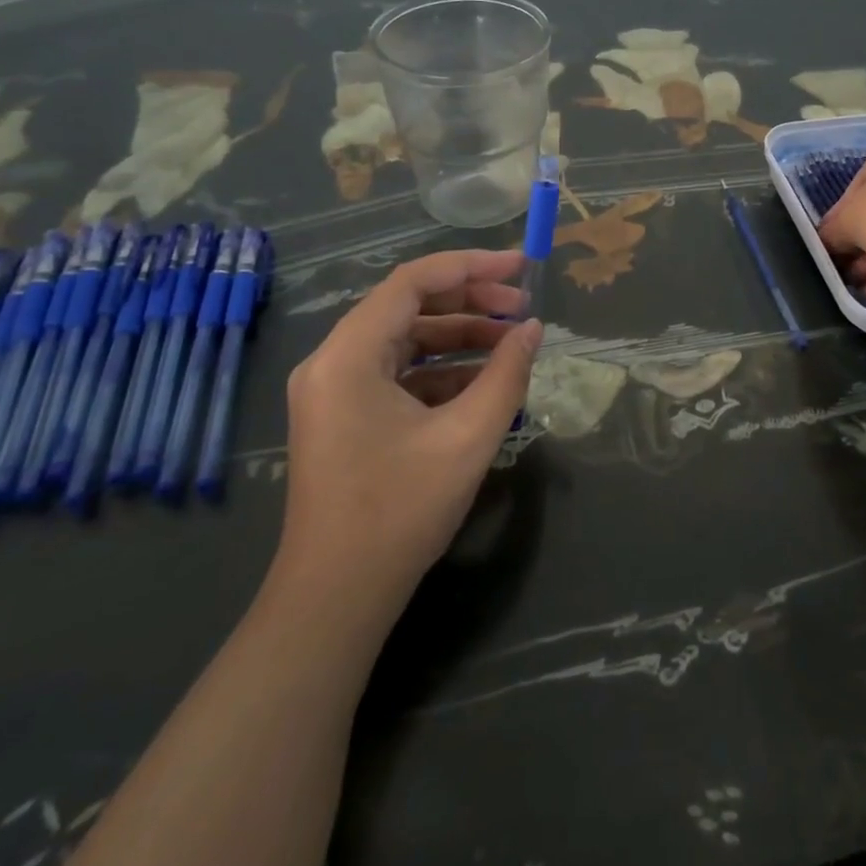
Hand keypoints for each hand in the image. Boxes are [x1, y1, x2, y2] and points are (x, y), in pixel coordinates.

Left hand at [270, 249, 541, 629]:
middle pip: (408, 307)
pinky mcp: (344, 415)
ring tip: (512, 341)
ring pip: (405, 340)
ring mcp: (334, 390)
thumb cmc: (399, 512)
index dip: (471, 266)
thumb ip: (507, 373)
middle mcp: (333, 361)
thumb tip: (533, 328)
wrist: (336, 599)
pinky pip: (397, 373)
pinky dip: (441, 369)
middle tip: (522, 307)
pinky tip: (483, 381)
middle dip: (470, 301)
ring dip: (459, 336)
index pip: (412, 282)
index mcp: (349, 355)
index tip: (520, 267)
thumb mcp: (467, 437)